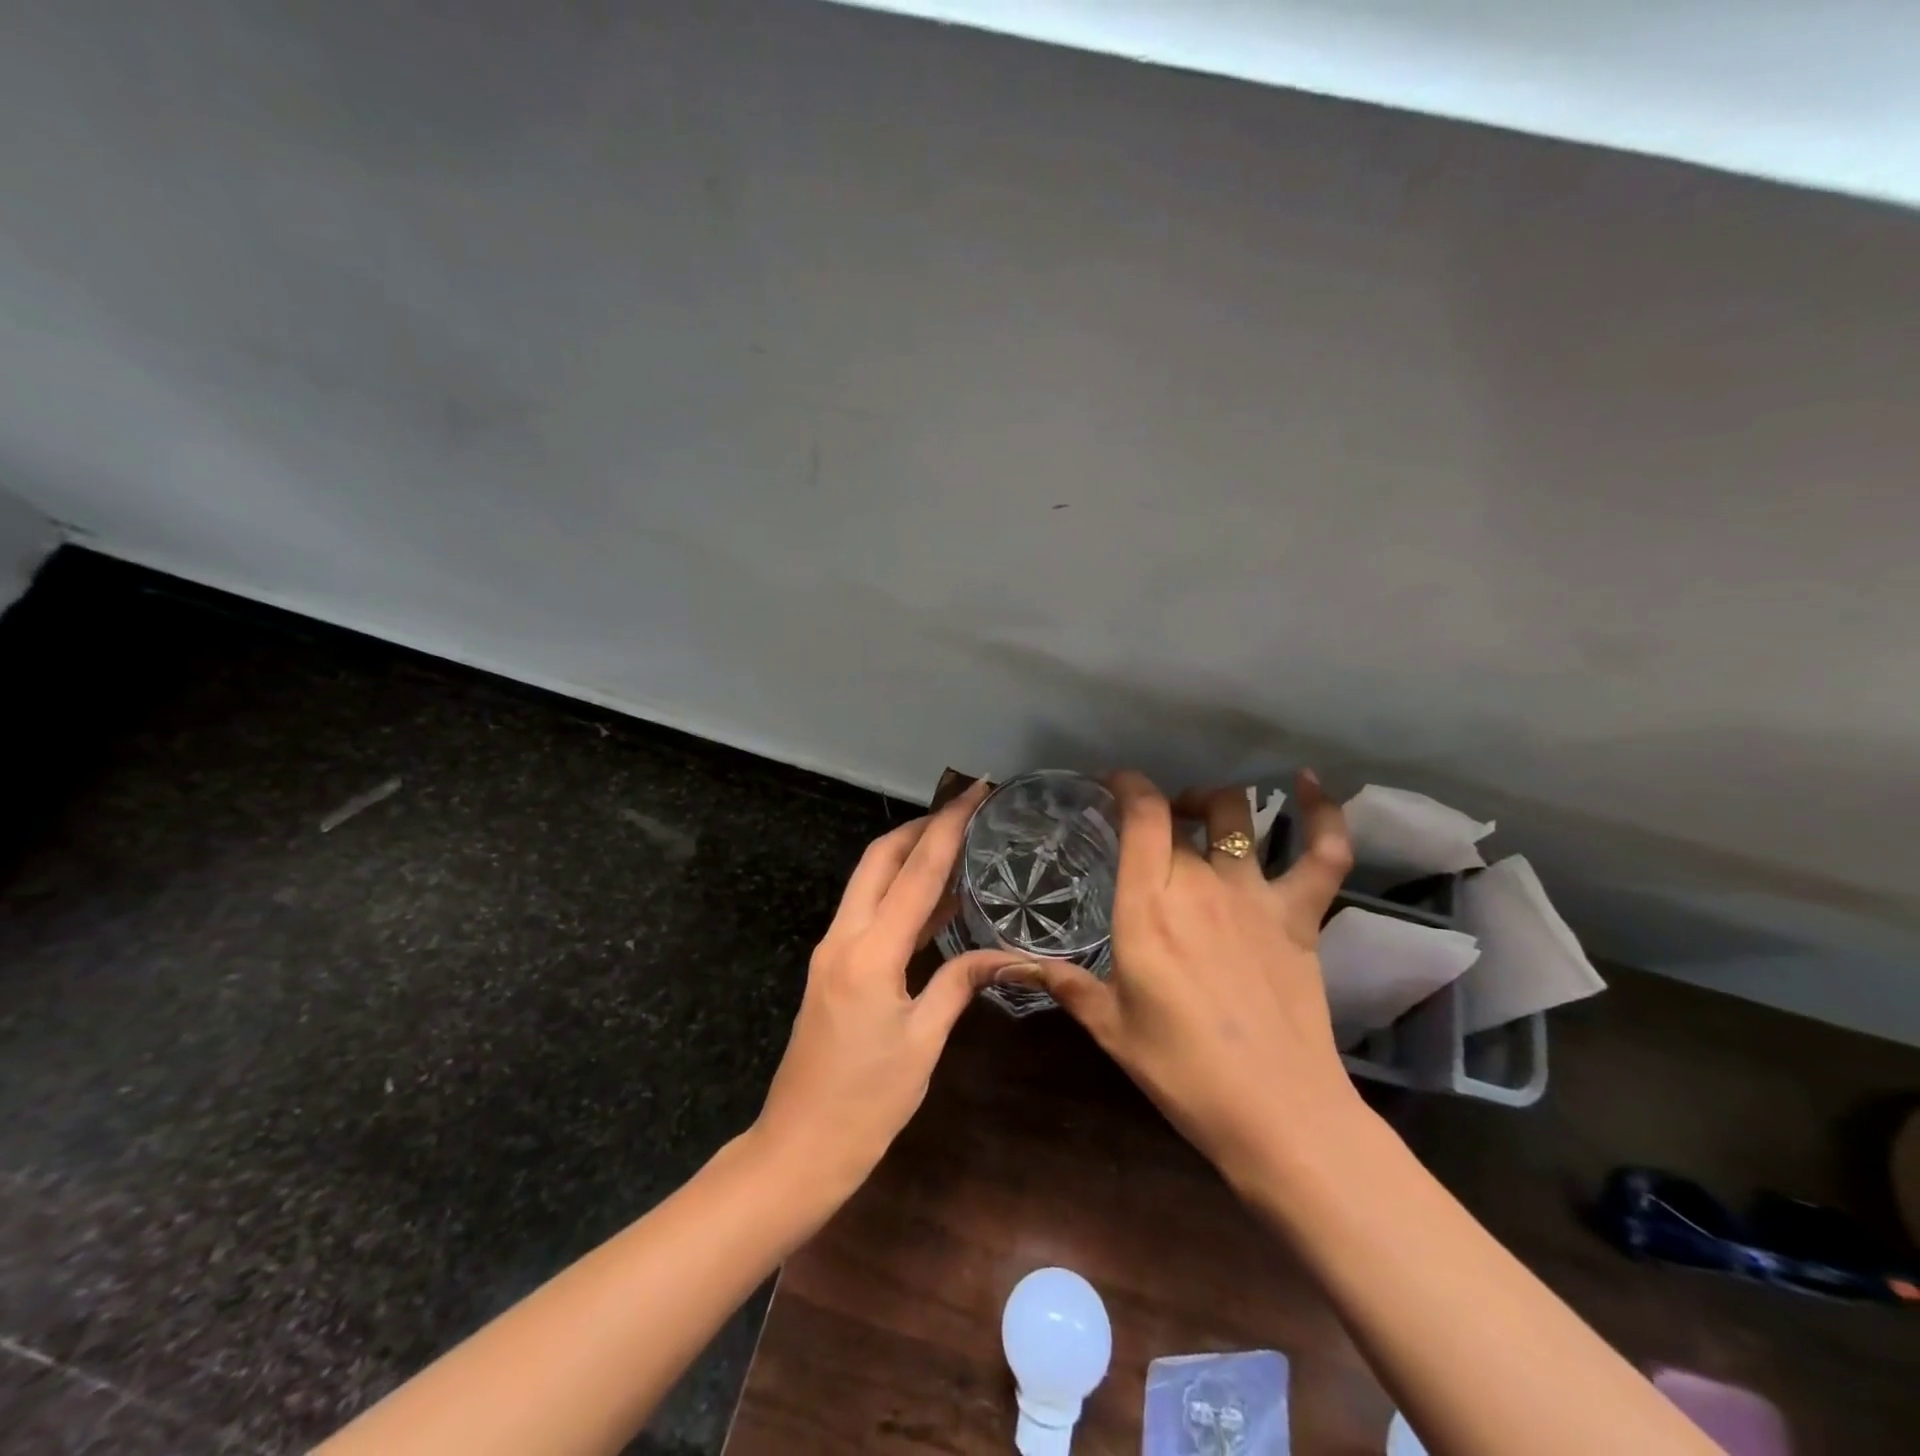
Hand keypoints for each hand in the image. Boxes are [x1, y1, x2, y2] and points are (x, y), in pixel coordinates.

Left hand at [751, 779, 1024, 1195]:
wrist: (798, 1148)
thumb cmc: (866, 1105)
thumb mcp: (923, 1044)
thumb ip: (961, 984)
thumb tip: (1007, 954)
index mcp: (870, 953)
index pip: (917, 872)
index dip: (949, 827)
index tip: (977, 792)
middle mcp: (844, 938)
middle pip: (880, 859)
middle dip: (922, 825)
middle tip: (967, 809)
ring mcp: (833, 950)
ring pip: (871, 881)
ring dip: (910, 854)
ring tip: (957, 839)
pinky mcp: (833, 967)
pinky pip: (870, 911)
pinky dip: (901, 892)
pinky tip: (936, 896)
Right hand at [1012, 770, 1358, 1186]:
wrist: (1277, 1113)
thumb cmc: (1181, 1071)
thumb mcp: (1110, 1027)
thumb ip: (1064, 983)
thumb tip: (1010, 966)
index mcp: (1148, 908)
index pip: (1141, 817)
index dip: (1127, 785)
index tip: (1112, 784)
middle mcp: (1200, 885)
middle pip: (1179, 817)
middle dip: (1158, 809)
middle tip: (1144, 829)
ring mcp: (1255, 895)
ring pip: (1237, 816)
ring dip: (1213, 802)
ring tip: (1199, 812)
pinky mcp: (1300, 915)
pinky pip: (1323, 852)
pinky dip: (1323, 813)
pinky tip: (1311, 783)